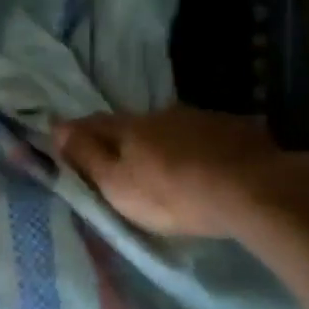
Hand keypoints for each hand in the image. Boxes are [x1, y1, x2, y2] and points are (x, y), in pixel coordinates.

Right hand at [53, 106, 302, 237]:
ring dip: (163, 142)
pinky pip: (207, 136)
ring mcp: (202, 118)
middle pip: (133, 125)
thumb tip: (56, 128)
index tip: (64, 137)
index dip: (77, 132)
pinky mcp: (237, 130)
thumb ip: (87, 157)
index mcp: (130, 127)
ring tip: (165, 165)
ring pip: (172, 129)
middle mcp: (163, 114)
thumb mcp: (118, 184)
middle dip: (123, 138)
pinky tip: (206, 165)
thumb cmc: (172, 194)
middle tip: (118, 157)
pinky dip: (198, 148)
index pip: (94, 124)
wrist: (253, 191)